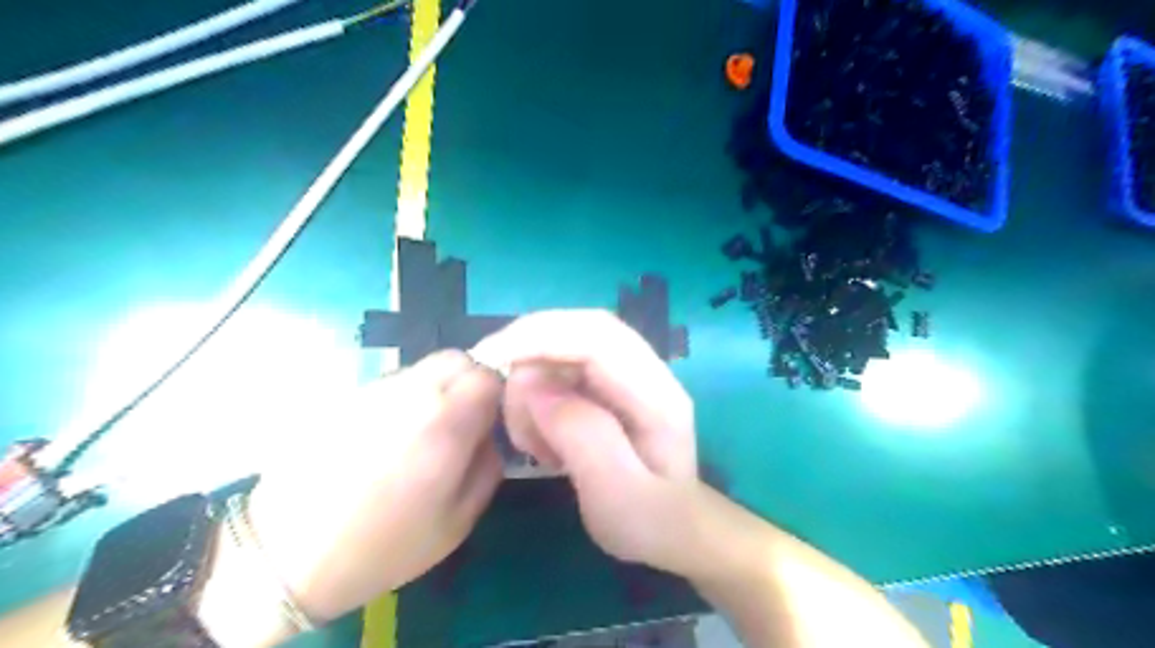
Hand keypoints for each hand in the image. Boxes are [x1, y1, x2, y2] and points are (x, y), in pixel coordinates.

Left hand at [245, 351, 503, 625]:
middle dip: (471, 380)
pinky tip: (389, 435)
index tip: (493, 419)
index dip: (499, 392)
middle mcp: (412, 392)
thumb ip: (488, 466)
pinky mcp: (346, 397)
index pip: (489, 373)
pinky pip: (391, 382)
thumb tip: (490, 435)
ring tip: (425, 430)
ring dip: (437, 387)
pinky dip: (405, 397)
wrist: (286, 554)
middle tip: (465, 419)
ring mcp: (374, 390)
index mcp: (445, 420)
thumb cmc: (384, 545)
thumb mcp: (457, 521)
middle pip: (457, 358)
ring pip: (423, 366)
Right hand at [468, 308, 704, 576]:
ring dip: (532, 384)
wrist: (676, 533)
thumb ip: (581, 435)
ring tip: (531, 443)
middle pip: (581, 329)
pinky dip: (538, 396)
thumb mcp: (617, 494)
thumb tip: (531, 382)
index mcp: (657, 394)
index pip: (597, 337)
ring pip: (566, 346)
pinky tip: (541, 438)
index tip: (491, 357)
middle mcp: (645, 372)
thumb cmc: (650, 522)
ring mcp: (627, 376)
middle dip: (530, 350)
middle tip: (500, 400)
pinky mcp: (609, 386)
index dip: (541, 337)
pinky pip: (563, 369)